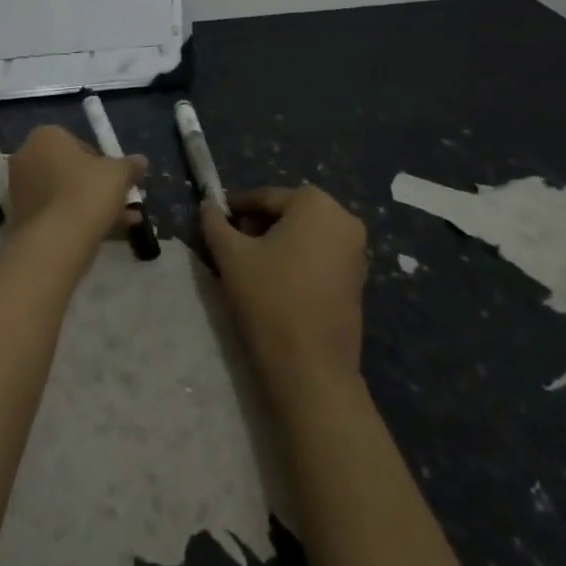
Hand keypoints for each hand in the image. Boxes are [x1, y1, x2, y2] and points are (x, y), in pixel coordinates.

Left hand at [6, 125, 146, 251]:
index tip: (114, 176)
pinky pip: (54, 214)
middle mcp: (26, 158)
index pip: (75, 141)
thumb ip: (129, 165)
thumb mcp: (118, 174)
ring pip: (62, 194)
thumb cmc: (87, 192)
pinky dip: (76, 220)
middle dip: (96, 185)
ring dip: (91, 204)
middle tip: (120, 199)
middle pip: (68, 169)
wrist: (56, 240)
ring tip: (124, 221)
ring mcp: (19, 191)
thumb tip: (140, 161)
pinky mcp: (20, 219)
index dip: (99, 159)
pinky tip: (106, 234)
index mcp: (44, 137)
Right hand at [202, 185, 366, 392]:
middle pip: (287, 213)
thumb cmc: (269, 298)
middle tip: (229, 245)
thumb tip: (207, 205)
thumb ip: (215, 223)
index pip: (264, 197)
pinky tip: (274, 282)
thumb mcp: (230, 255)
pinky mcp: (358, 280)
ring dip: (276, 243)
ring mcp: (356, 252)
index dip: (234, 208)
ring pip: (304, 235)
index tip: (213, 221)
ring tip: (248, 265)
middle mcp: (343, 219)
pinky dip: (296, 260)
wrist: (311, 368)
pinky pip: (319, 256)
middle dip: (257, 225)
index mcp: (315, 203)